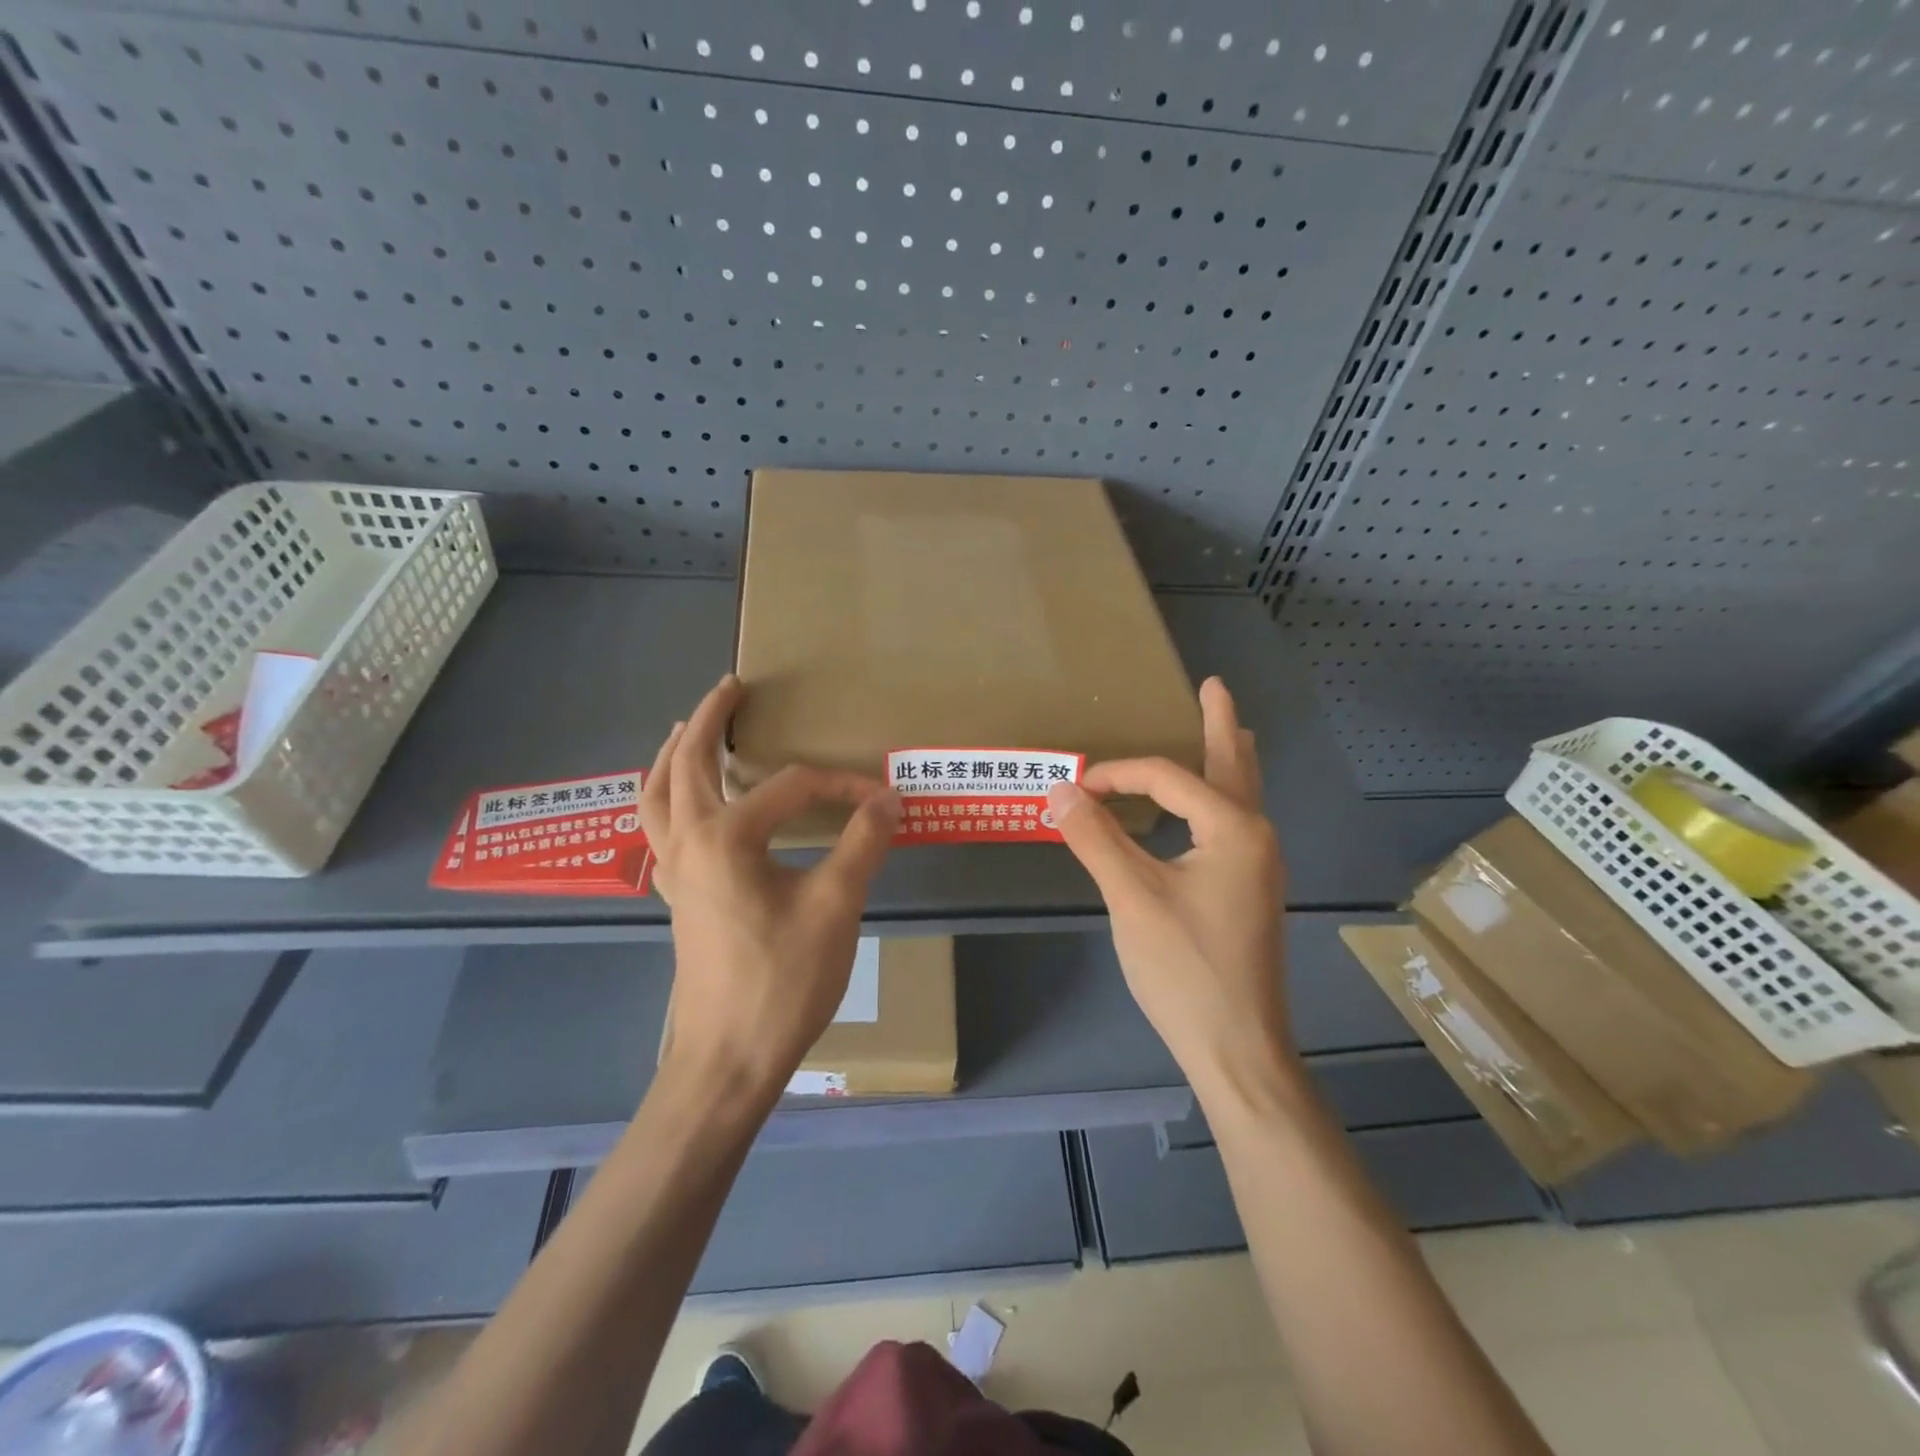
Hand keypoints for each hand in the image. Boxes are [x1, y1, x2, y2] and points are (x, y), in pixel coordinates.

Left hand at [640, 674, 903, 1096]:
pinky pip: (658, 829)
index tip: (879, 799)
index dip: (839, 786)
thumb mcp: (835, 906)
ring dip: (672, 755)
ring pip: (657, 795)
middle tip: (730, 687)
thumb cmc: (783, 981)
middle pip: (688, 764)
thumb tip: (889, 796)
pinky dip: (664, 799)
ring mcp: (673, 871)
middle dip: (709, 720)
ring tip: (687, 729)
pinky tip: (683, 804)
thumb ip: (862, 842)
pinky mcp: (675, 895)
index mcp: (726, 838)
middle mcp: (688, 843)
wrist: (729, 1058)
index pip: (790, 787)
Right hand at [1047, 677, 1291, 1097]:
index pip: (1167, 778)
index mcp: (1234, 828)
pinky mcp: (1249, 892)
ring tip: (1225, 732)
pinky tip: (1205, 809)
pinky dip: (1218, 798)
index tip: (1073, 787)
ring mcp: (1258, 867)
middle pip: (1233, 765)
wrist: (1239, 1049)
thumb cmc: (1185, 969)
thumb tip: (1058, 788)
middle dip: (1220, 723)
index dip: (1117, 774)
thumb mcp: (1131, 897)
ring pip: (1240, 796)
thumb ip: (1096, 837)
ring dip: (1227, 759)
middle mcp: (1256, 837)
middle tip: (1215, 685)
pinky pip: (1233, 824)